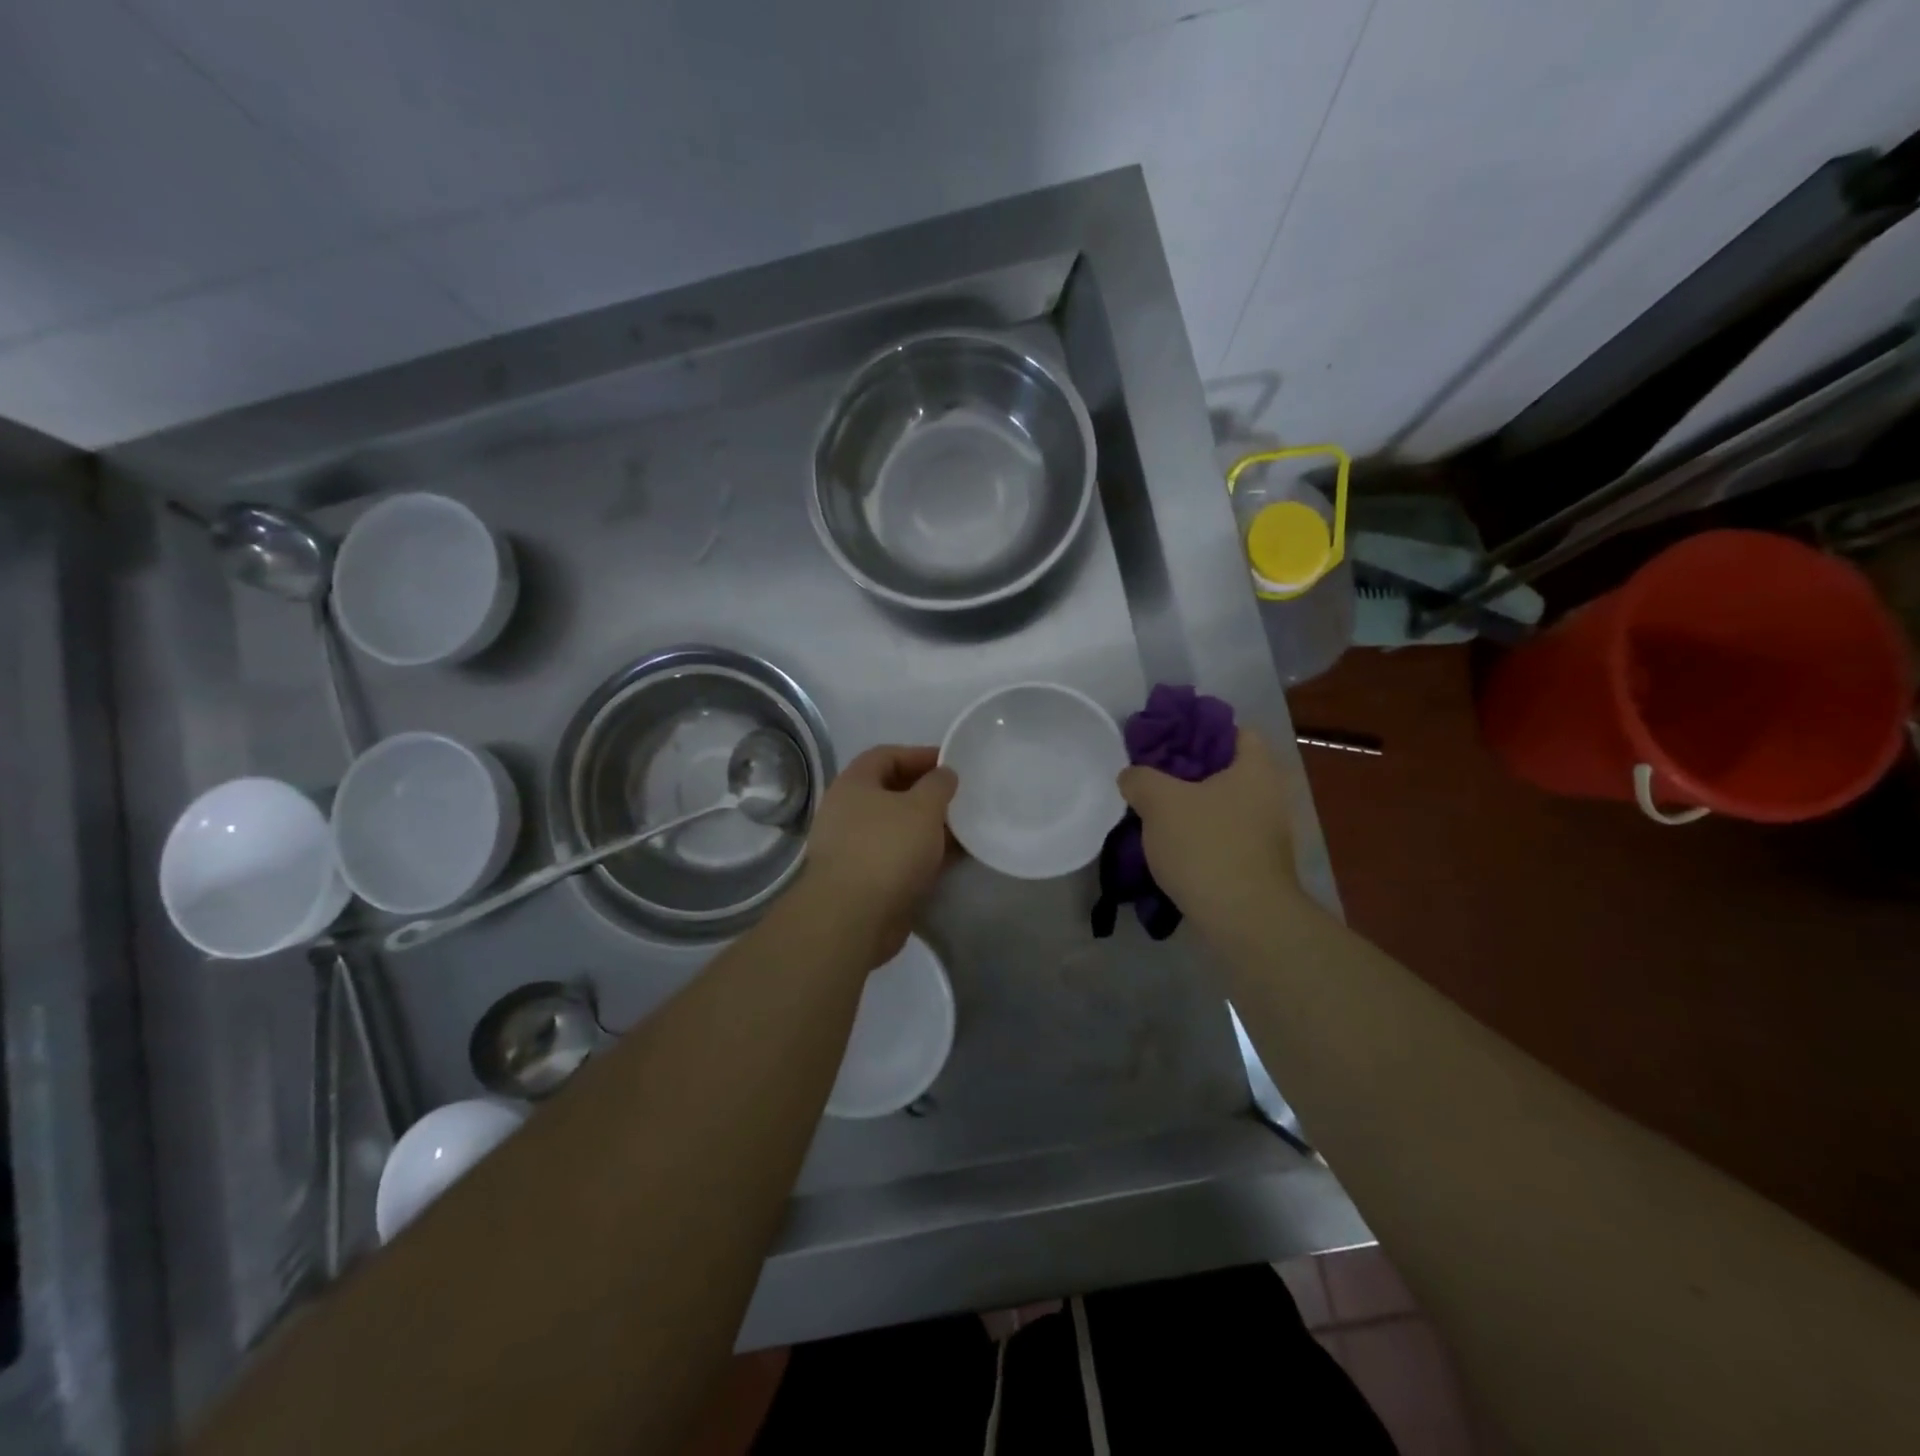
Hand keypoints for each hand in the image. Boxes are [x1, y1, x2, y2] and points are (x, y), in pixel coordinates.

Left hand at [801, 745, 955, 967]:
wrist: (854, 917)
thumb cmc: (887, 849)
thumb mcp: (923, 807)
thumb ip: (938, 784)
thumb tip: (944, 774)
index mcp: (854, 784)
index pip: (887, 755)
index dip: (920, 755)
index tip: (952, 764)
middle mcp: (847, 812)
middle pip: (891, 792)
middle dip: (926, 793)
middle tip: (959, 798)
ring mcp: (852, 848)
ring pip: (896, 827)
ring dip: (927, 827)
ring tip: (961, 829)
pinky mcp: (863, 880)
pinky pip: (897, 857)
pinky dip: (921, 854)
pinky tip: (949, 860)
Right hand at [1117, 728, 1305, 935]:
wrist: (1244, 920)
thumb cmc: (1206, 845)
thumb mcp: (1159, 802)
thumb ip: (1140, 778)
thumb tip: (1132, 777)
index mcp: (1256, 769)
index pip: (1236, 731)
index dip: (1200, 729)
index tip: (1166, 740)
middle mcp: (1270, 796)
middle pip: (1225, 770)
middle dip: (1188, 772)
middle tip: (1151, 775)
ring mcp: (1267, 834)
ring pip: (1222, 806)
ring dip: (1191, 807)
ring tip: (1153, 812)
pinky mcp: (1257, 865)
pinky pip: (1222, 836)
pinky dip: (1199, 836)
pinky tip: (1169, 846)